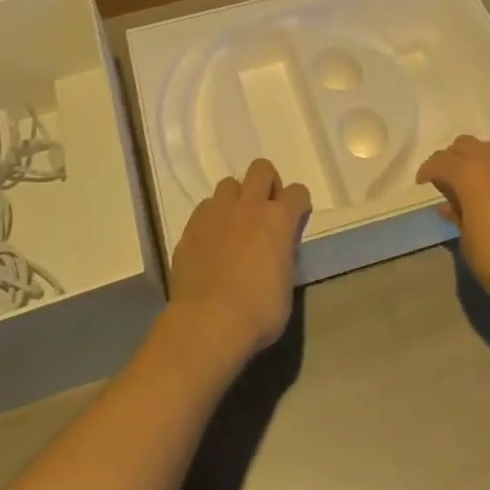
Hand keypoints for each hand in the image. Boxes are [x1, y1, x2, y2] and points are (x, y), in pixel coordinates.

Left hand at [167, 158, 311, 365]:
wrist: (208, 321)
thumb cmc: (258, 311)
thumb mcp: (286, 285)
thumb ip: (283, 256)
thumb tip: (277, 251)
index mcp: (278, 219)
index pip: (297, 192)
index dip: (298, 204)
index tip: (296, 220)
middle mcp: (249, 206)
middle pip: (261, 168)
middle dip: (267, 183)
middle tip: (265, 210)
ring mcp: (217, 212)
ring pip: (229, 183)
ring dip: (236, 198)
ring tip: (235, 224)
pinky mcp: (191, 226)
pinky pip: (205, 207)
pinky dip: (212, 218)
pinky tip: (211, 241)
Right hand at [416, 135, 489, 308]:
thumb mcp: (468, 245)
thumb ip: (460, 220)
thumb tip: (452, 207)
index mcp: (468, 176)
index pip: (441, 162)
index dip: (429, 169)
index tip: (423, 182)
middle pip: (469, 146)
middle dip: (455, 156)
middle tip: (451, 176)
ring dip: (487, 152)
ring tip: (481, 165)